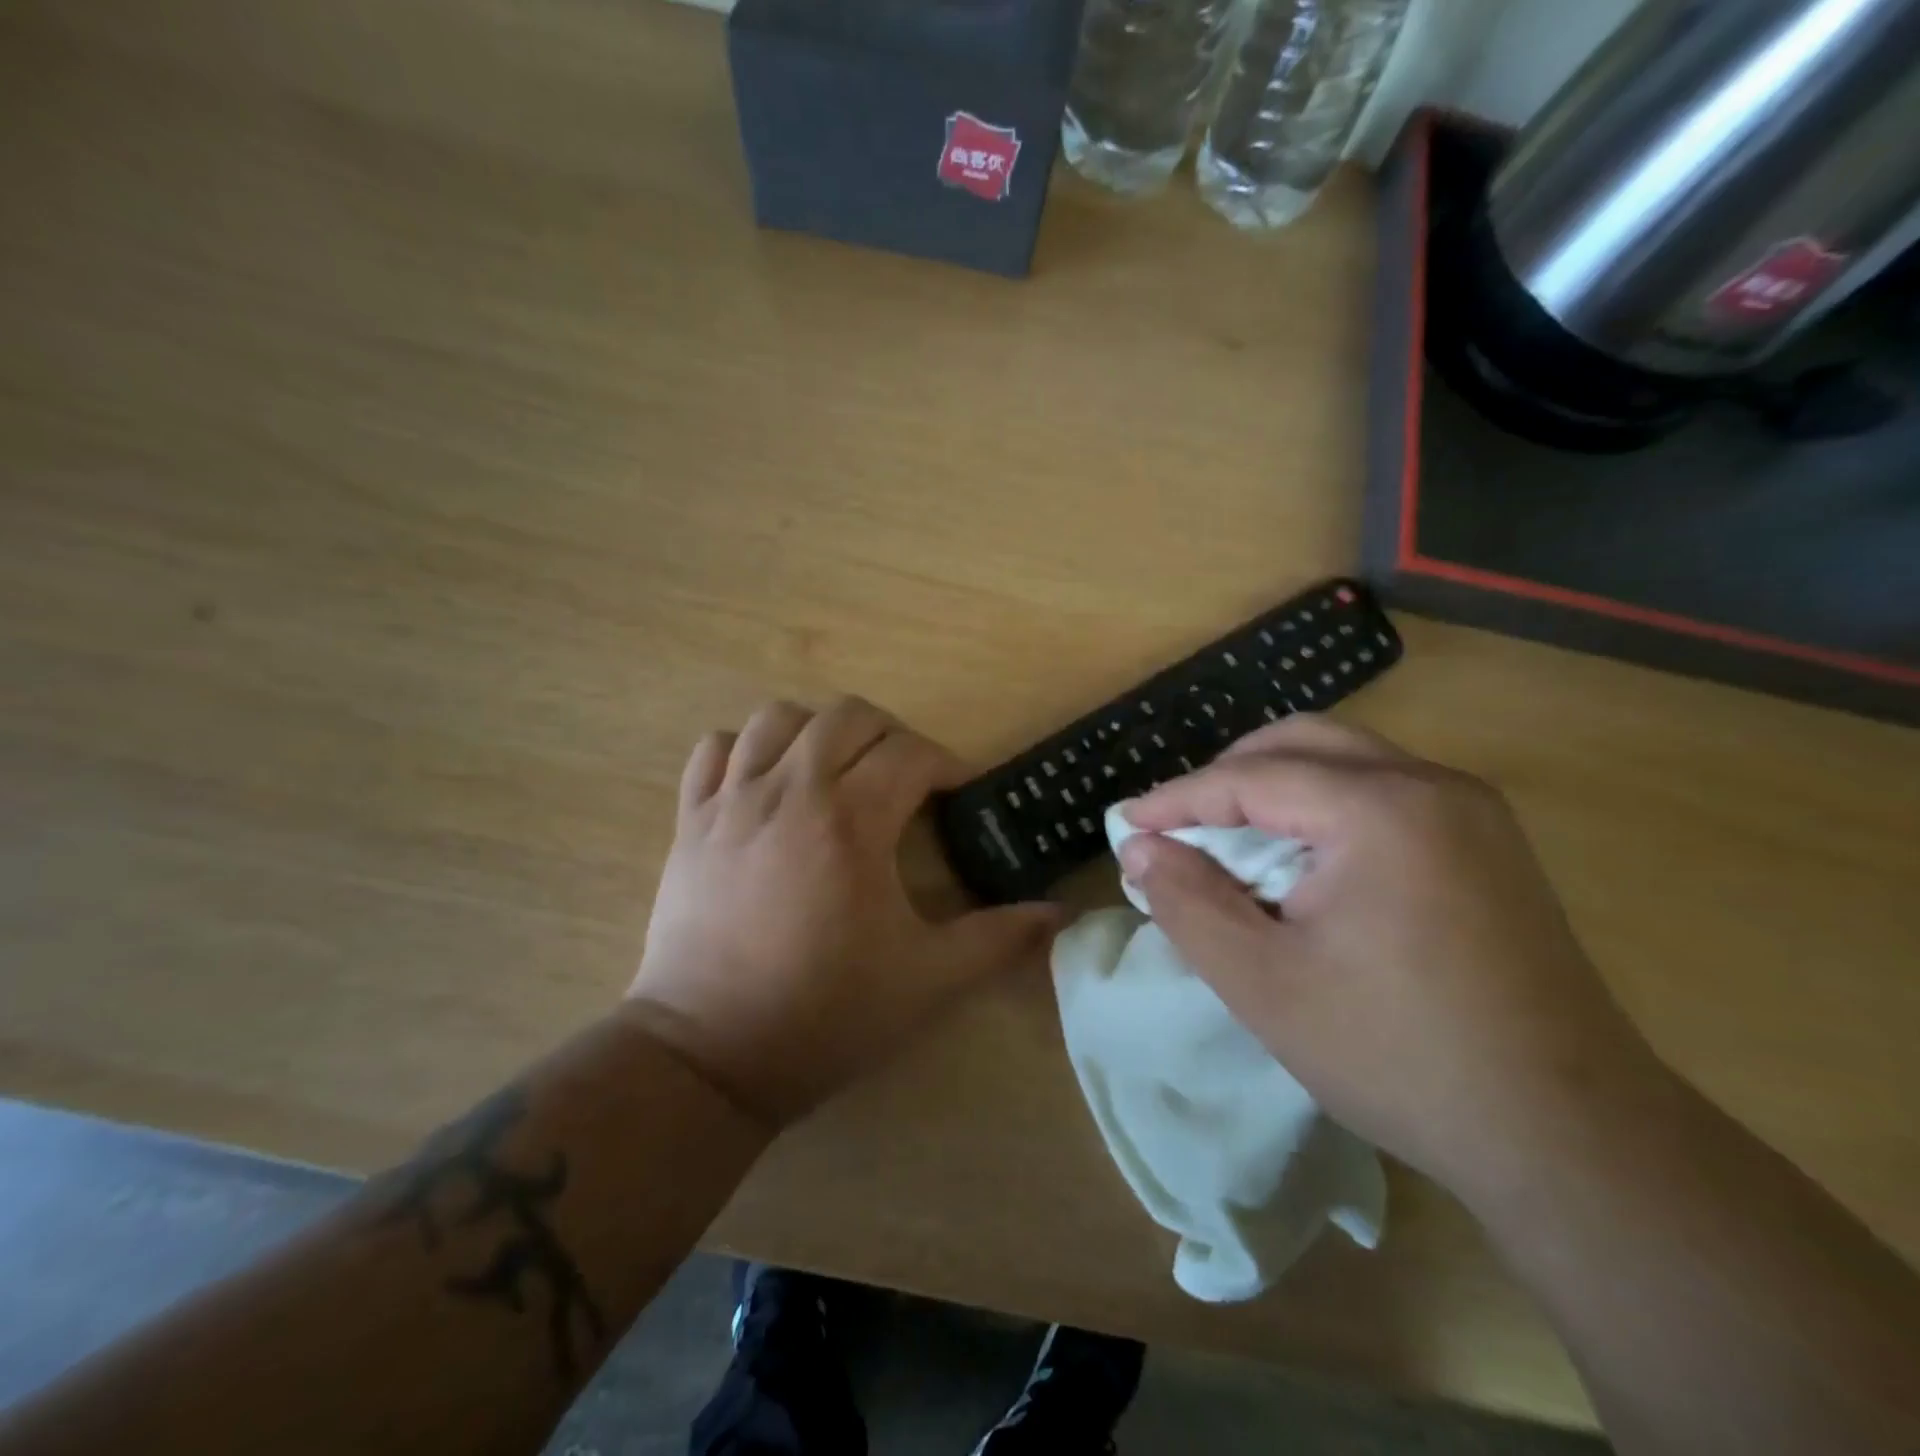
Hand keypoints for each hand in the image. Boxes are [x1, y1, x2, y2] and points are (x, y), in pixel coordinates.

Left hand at [626, 698, 1056, 1129]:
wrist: (709, 1056)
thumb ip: (998, 939)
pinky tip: (767, 782)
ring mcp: (732, 801)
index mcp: (852, 821)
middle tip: (907, 780)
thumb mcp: (928, 981)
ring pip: (778, 718)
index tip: (959, 794)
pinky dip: (747, 749)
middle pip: (848, 717)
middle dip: (892, 736)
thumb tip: (1059, 915)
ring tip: (838, 771)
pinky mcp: (690, 820)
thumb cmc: (826, 1015)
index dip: (947, 764)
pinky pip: (715, 750)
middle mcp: (791, 791)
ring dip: (820, 731)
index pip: (910, 753)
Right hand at [1117, 716, 1656, 1195]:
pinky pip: (1384, 791)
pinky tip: (1301, 860)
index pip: (1250, 777)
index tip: (1123, 824)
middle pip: (1302, 743)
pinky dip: (1323, 807)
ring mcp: (1471, 811)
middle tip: (1179, 824)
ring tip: (1230, 841)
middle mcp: (1432, 786)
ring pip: (1346, 760)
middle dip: (1227, 775)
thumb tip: (1141, 848)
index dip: (1177, 798)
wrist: (1570, 1139)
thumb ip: (1187, 902)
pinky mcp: (1487, 843)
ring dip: (1275, 786)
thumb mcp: (1262, 983)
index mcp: (1380, 810)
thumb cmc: (1397, 1056)